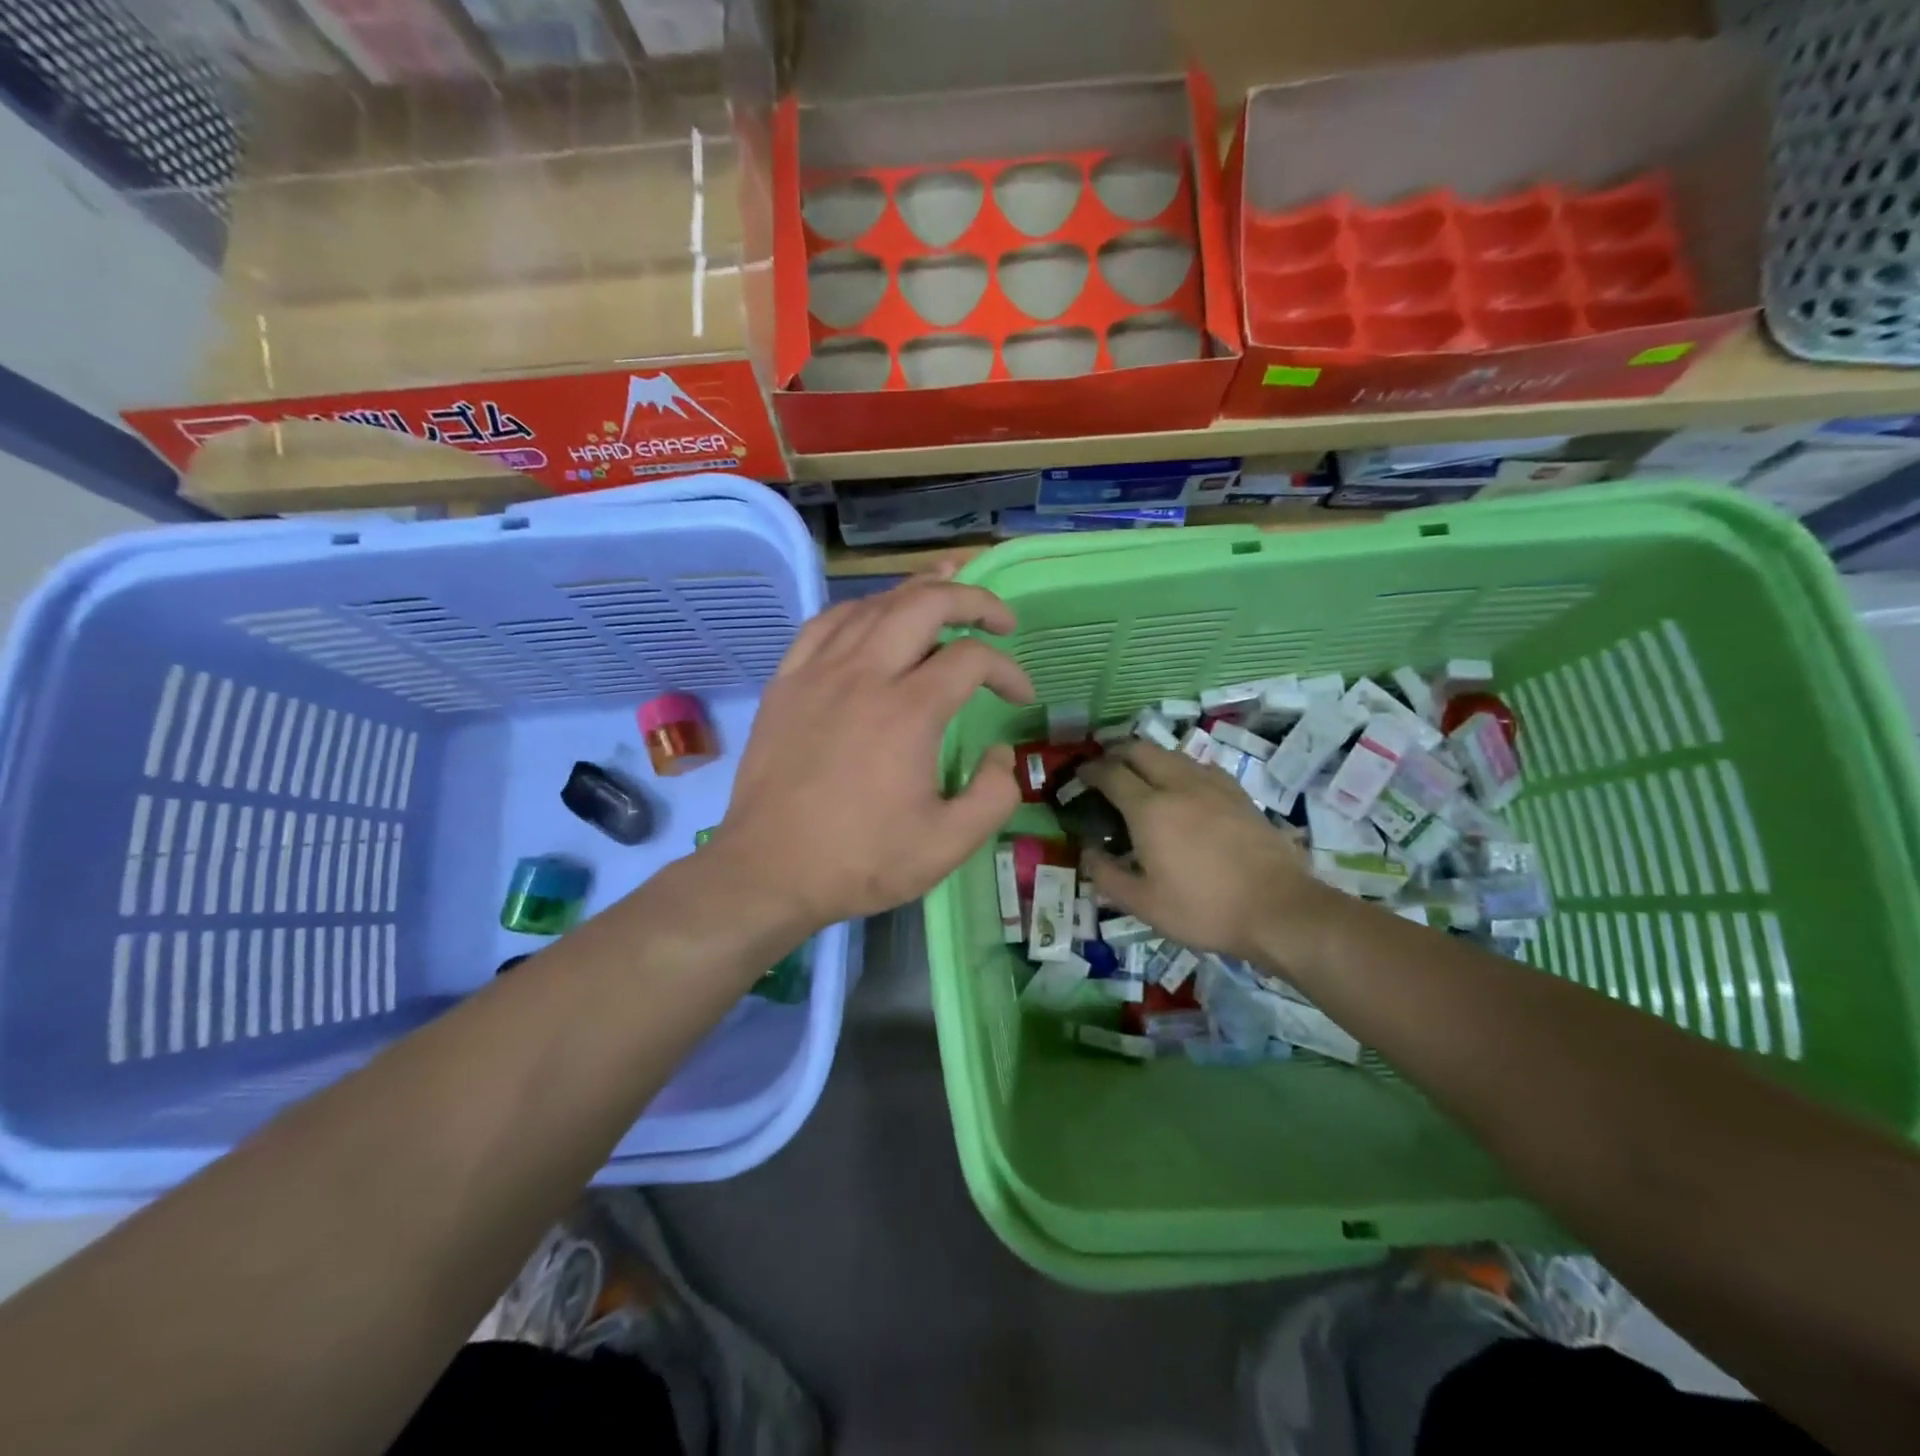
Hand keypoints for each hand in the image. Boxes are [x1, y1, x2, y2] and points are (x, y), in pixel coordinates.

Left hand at [712, 571, 1033, 930]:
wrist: (769, 871)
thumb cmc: (860, 861)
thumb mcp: (948, 845)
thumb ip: (994, 795)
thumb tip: (1001, 753)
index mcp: (908, 711)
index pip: (972, 659)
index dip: (1008, 670)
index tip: (1021, 697)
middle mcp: (864, 674)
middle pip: (925, 603)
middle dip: (972, 599)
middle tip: (999, 618)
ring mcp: (818, 672)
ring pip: (874, 604)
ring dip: (919, 593)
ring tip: (947, 593)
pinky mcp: (786, 682)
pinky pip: (826, 623)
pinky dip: (861, 610)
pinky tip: (874, 618)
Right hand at [1080, 741, 1331, 963]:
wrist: (1278, 908)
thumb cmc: (1204, 908)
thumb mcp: (1143, 904)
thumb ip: (1107, 875)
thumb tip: (1088, 852)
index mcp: (1149, 809)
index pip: (1111, 773)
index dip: (1090, 770)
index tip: (1081, 775)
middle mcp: (1178, 785)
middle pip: (1141, 749)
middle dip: (1117, 752)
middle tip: (1107, 768)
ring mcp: (1213, 785)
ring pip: (1172, 753)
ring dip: (1149, 757)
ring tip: (1142, 776)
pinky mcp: (1238, 793)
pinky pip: (1200, 766)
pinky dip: (1180, 768)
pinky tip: (1184, 788)